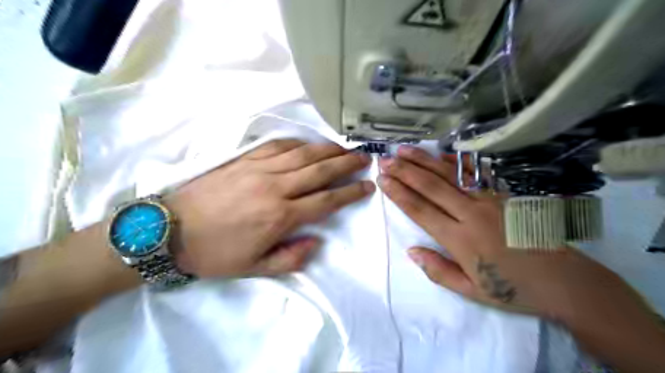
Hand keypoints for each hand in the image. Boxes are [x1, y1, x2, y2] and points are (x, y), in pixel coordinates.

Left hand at [165, 140, 373, 278]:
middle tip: (364, 158)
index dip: (350, 193)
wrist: (170, 230)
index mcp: (281, 216)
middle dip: (346, 164)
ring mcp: (259, 169)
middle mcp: (276, 187)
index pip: (326, 201)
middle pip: (320, 171)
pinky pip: (278, 145)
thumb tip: (316, 242)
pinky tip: (309, 144)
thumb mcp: (254, 269)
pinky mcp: (244, 159)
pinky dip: (298, 142)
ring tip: (344, 148)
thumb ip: (291, 258)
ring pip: (303, 154)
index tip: (367, 186)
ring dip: (327, 149)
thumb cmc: (214, 253)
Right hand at [379, 146, 649, 323]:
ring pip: (450, 175)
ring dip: (424, 161)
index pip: (420, 210)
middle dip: (404, 171)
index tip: (383, 179)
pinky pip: (474, 174)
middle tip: (385, 159)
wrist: (565, 281)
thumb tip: (411, 251)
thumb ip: (438, 271)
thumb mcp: (471, 291)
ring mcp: (489, 200)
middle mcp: (471, 214)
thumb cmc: (513, 289)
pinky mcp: (503, 195)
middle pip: (431, 187)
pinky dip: (455, 162)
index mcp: (460, 239)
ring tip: (404, 149)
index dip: (399, 193)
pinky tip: (441, 153)